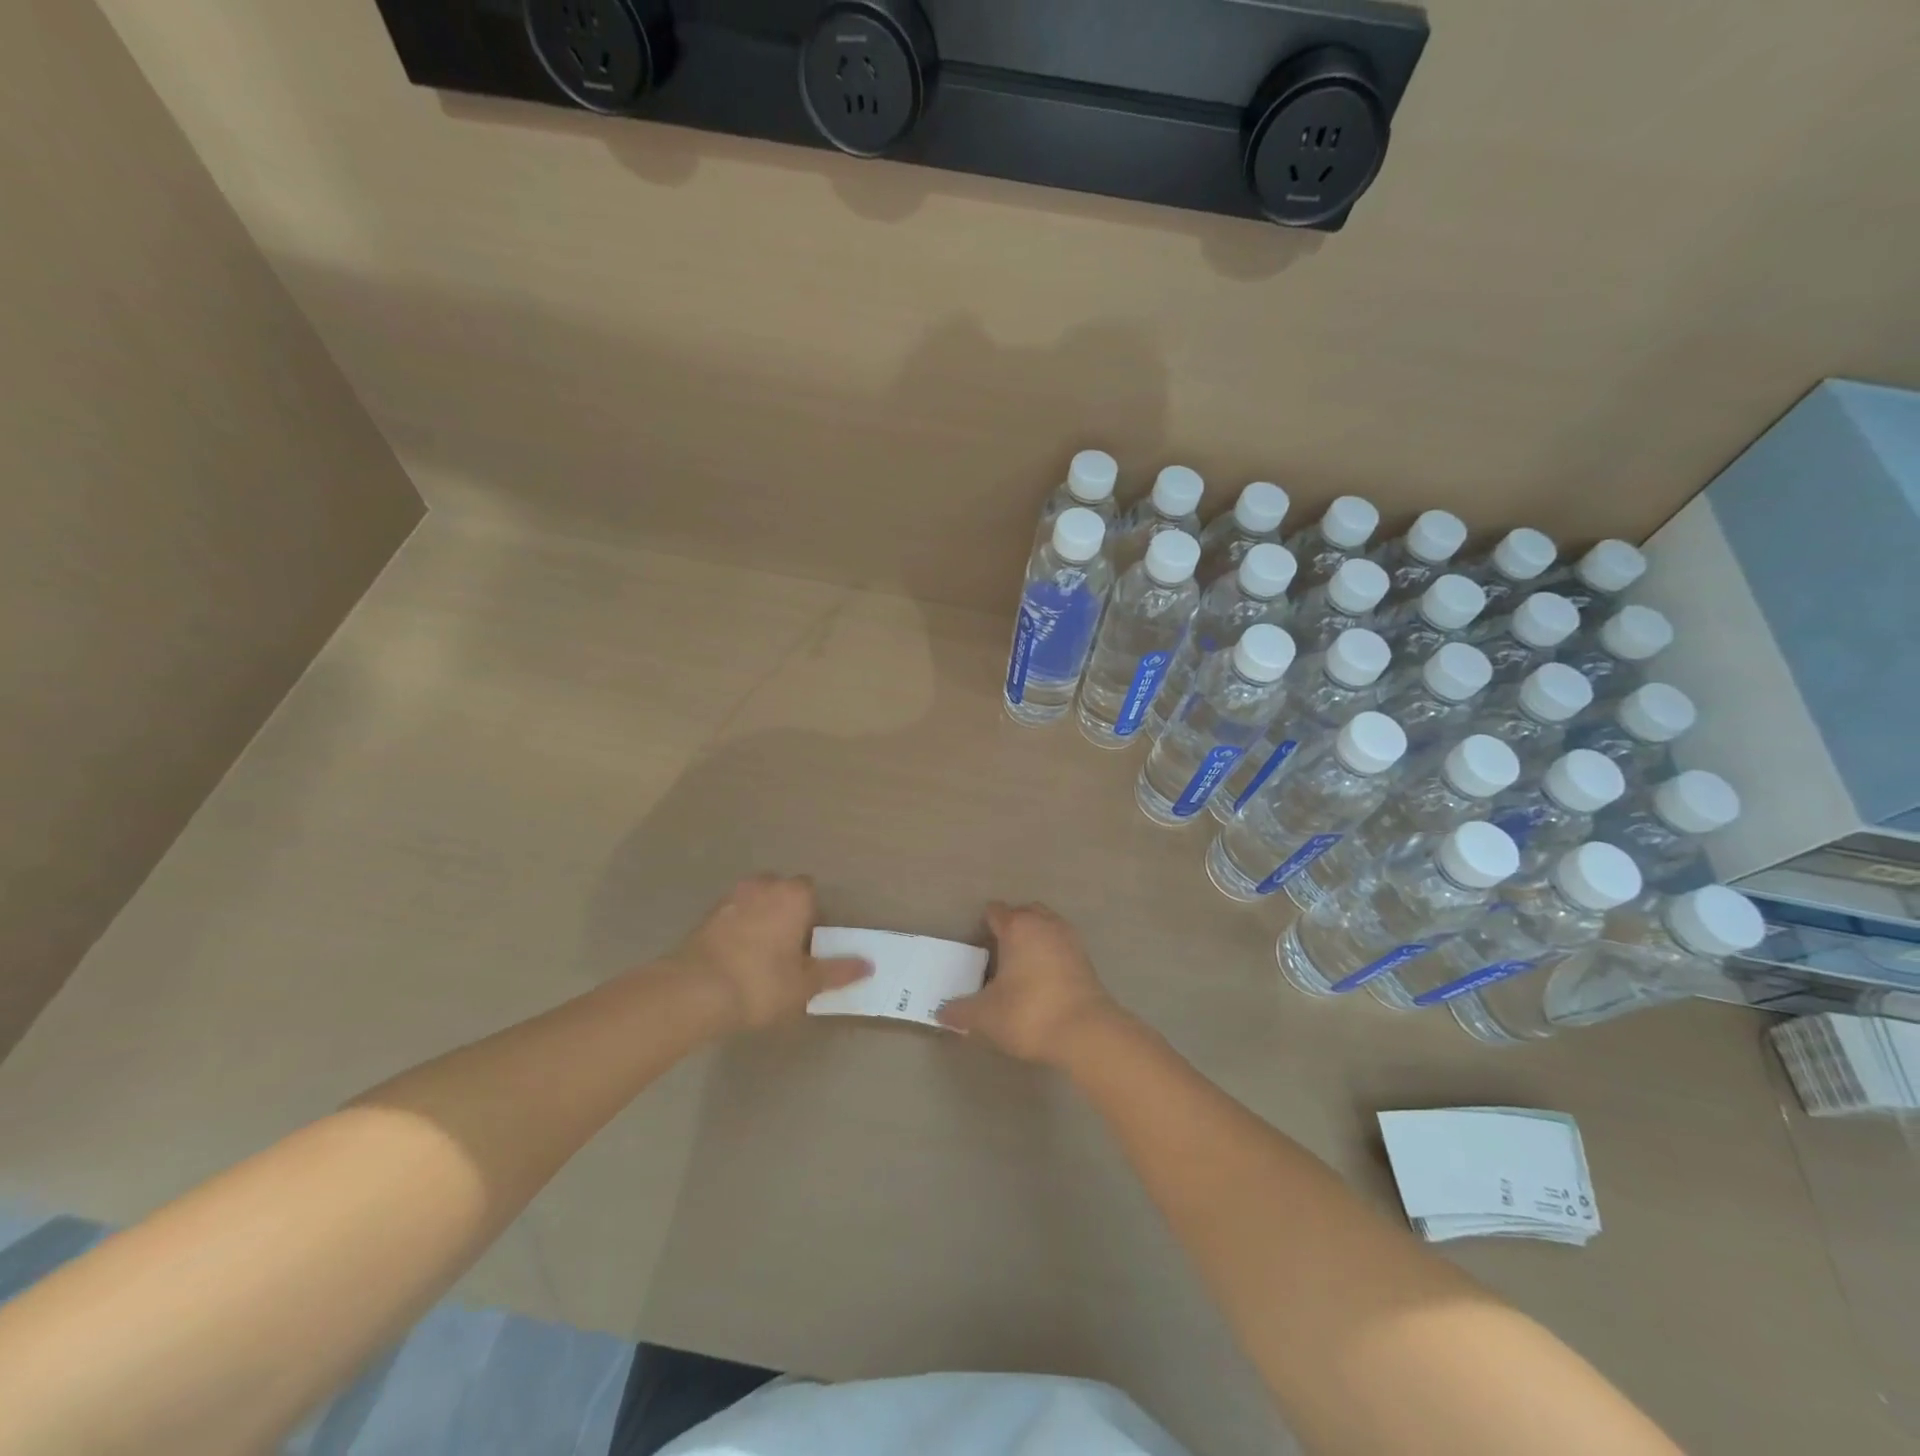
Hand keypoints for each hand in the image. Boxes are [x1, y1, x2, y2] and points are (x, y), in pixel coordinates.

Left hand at [671, 875, 869, 1031]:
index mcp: (793, 895)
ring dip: (760, 919)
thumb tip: (868, 965)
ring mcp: (730, 897)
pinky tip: (737, 960)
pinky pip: (732, 916)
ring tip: (761, 955)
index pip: (810, 891)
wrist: (694, 992)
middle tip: (788, 948)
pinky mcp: (706, 916)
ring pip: (754, 902)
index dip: (813, 914)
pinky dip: (737, 930)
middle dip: (786, 912)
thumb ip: (837, 971)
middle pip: (781, 891)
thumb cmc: (762, 982)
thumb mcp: (805, 984)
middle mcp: (763, 886)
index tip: (810, 942)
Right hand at [937, 902, 1126, 1065]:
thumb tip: (941, 1012)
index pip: (996, 911)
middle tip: (999, 952)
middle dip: (1012, 925)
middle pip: (1025, 912)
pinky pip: (1062, 945)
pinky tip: (1043, 979)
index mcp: (1017, 927)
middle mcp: (1044, 923)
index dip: (984, 924)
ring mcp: (1069, 938)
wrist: (1086, 1032)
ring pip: (1047, 925)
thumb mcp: (985, 1016)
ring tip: (1022, 965)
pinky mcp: (1087, 959)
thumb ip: (960, 1011)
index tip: (976, 944)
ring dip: (1035, 938)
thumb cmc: (1028, 1013)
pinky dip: (1052, 954)